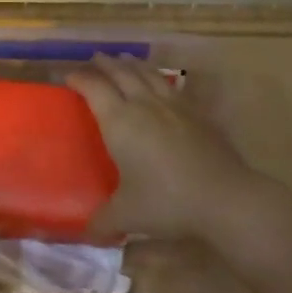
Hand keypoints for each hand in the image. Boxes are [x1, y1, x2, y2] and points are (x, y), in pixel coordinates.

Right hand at [65, 53, 270, 242]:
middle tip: (94, 59)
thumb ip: (103, 221)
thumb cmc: (166, 202)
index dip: (79, 79)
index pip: (94, 89)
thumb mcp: (126, 215)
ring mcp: (174, 106)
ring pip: (148, 74)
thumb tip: (88, 233)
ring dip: (132, 64)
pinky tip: (161, 85)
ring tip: (125, 60)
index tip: (68, 76)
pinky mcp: (197, 113)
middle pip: (121, 73)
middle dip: (105, 64)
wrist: (223, 197)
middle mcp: (145, 105)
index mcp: (120, 121)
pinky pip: (172, 87)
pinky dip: (159, 79)